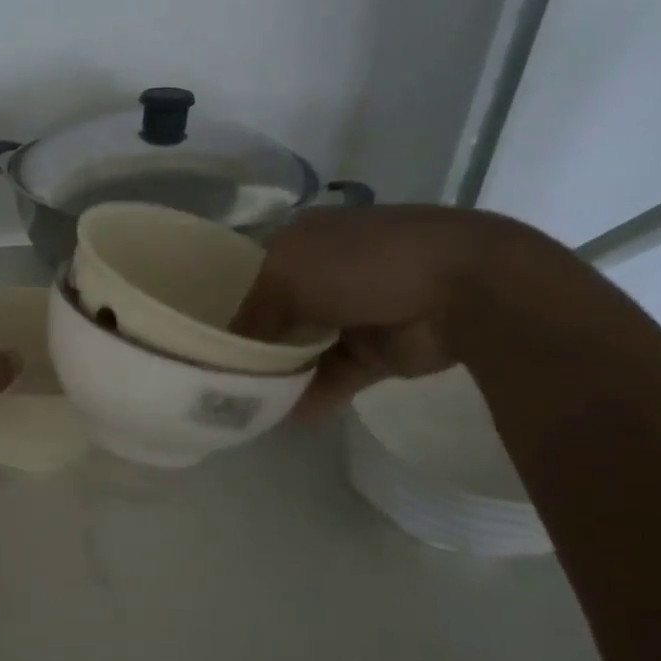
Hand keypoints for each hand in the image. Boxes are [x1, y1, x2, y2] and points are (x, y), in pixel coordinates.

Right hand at [230, 205, 550, 417]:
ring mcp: (353, 313)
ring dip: (275, 375)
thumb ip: (251, 314)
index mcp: (303, 241)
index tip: (196, 338)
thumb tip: (228, 350)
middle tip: (210, 377)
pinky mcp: (375, 353)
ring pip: (300, 349)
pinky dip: (308, 396)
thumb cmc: (363, 265)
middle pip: (273, 316)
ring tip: (238, 404)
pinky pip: (331, 378)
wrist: (464, 290)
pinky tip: (278, 419)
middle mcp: (324, 274)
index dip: (224, 303)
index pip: (249, 275)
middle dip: (248, 344)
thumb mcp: (287, 276)